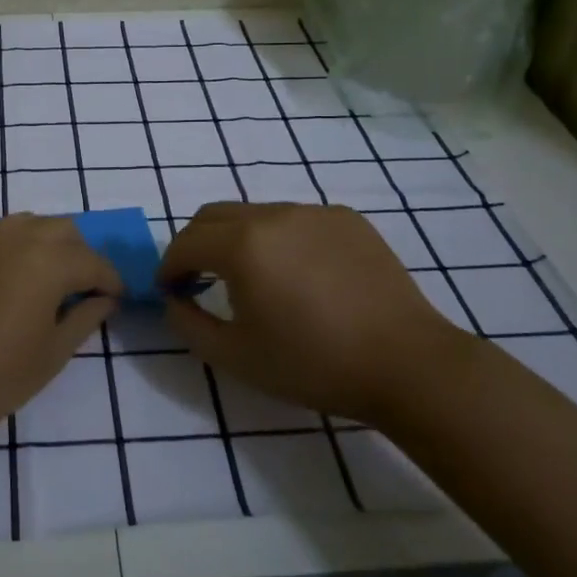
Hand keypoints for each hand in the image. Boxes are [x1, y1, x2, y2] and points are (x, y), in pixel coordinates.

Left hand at [0, 214, 120, 446]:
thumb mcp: (51, 354)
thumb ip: (84, 318)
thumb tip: (104, 299)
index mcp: (46, 260)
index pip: (92, 261)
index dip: (109, 281)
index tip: (115, 299)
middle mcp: (13, 237)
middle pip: (61, 230)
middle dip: (78, 255)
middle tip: (79, 291)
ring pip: (24, 226)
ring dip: (43, 246)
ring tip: (41, 284)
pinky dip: (7, 252)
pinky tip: (0, 287)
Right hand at [158, 202, 467, 422]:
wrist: (407, 364)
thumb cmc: (314, 365)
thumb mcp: (235, 357)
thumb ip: (189, 324)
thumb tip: (174, 300)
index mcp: (242, 245)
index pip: (186, 242)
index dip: (169, 266)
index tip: (169, 291)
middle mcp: (274, 215)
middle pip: (215, 215)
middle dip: (196, 244)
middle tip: (198, 280)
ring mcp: (314, 212)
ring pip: (256, 214)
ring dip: (238, 239)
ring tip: (253, 279)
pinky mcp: (347, 219)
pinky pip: (296, 220)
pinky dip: (280, 239)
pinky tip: (301, 276)